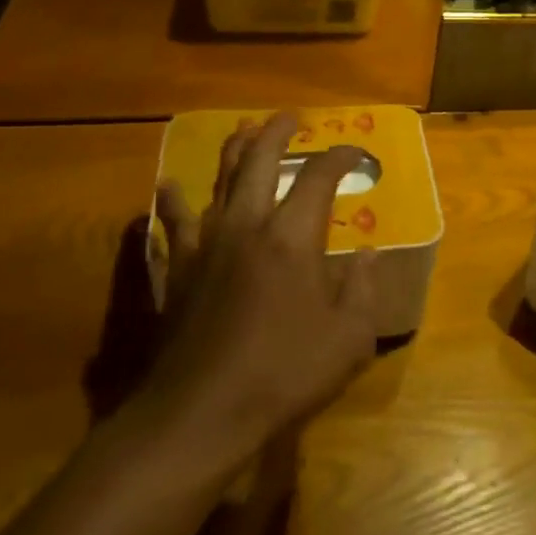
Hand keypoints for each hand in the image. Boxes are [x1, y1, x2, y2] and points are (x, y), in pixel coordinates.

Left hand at [138, 112, 378, 471]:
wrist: (199, 416)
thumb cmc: (283, 375)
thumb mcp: (349, 339)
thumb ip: (363, 290)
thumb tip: (367, 255)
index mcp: (292, 237)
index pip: (319, 177)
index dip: (340, 157)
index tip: (355, 154)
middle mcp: (248, 226)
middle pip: (259, 162)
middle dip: (276, 134)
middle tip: (288, 118)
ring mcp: (206, 246)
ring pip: (218, 182)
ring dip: (233, 152)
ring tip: (242, 131)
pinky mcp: (178, 271)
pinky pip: (174, 224)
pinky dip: (173, 201)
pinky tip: (168, 187)